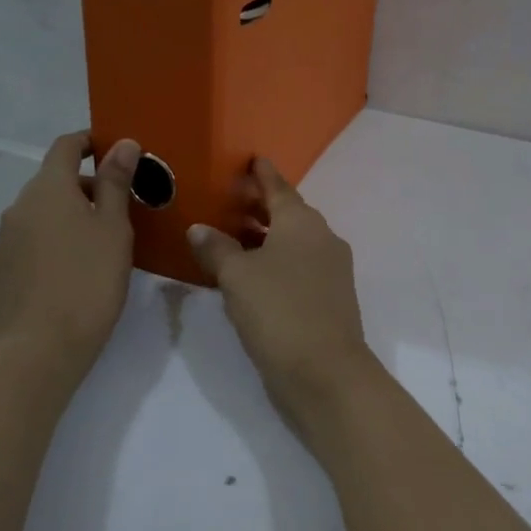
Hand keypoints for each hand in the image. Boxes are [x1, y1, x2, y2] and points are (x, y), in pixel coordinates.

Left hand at [0, 131, 138, 385]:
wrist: (39, 349)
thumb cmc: (88, 282)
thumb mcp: (114, 230)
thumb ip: (116, 183)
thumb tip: (123, 143)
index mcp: (49, 189)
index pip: (65, 147)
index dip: (89, 142)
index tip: (112, 151)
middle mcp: (18, 208)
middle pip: (52, 184)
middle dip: (84, 190)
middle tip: (117, 214)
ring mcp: (1, 243)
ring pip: (38, 219)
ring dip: (64, 222)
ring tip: (93, 251)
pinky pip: (25, 250)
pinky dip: (47, 251)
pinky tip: (64, 280)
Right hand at [188, 159, 377, 423]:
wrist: (325, 372)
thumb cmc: (278, 311)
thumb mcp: (237, 277)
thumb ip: (216, 248)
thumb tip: (200, 229)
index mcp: (302, 223)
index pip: (279, 188)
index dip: (262, 174)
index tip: (252, 159)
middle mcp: (322, 239)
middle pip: (289, 214)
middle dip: (260, 206)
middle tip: (229, 200)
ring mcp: (330, 270)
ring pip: (294, 242)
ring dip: (266, 237)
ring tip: (233, 237)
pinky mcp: (329, 298)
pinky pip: (298, 266)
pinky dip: (275, 261)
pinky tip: (252, 275)